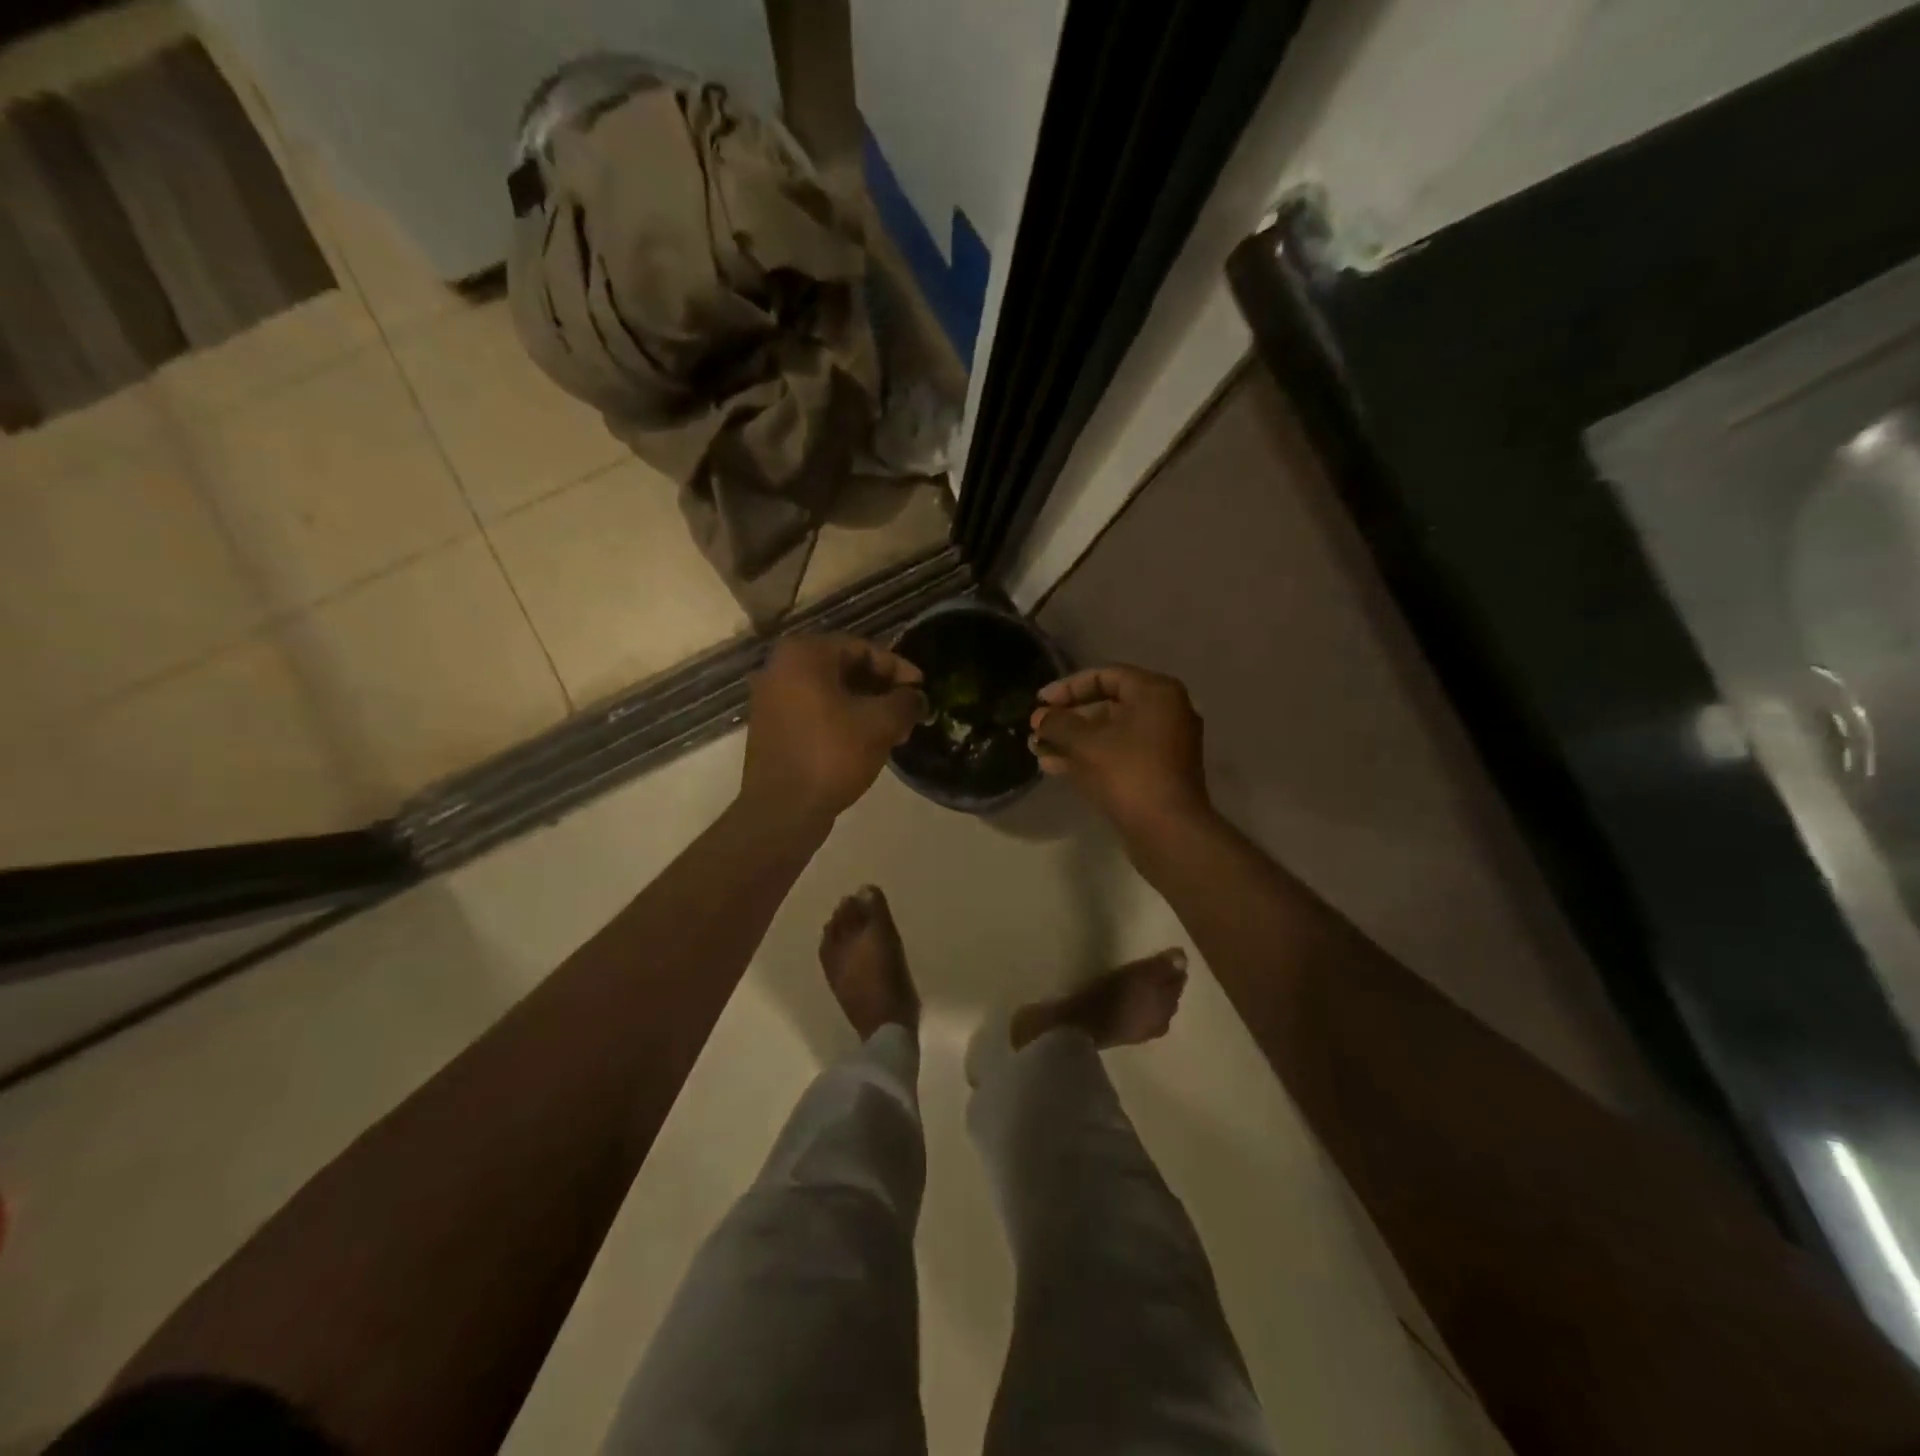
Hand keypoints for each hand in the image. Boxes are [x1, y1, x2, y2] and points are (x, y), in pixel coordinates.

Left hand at [740, 634, 925, 826]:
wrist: (783, 809)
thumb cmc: (832, 754)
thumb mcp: (881, 724)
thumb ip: (905, 702)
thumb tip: (917, 698)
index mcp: (804, 654)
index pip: (863, 649)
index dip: (898, 668)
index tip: (922, 691)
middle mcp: (780, 668)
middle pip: (845, 669)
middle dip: (882, 690)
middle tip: (910, 712)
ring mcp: (771, 699)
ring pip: (831, 693)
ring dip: (865, 707)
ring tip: (895, 732)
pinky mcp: (771, 728)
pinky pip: (815, 712)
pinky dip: (842, 720)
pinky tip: (866, 743)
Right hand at [1030, 666, 1212, 843]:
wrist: (1168, 831)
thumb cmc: (1128, 774)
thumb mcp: (1085, 743)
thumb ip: (1058, 723)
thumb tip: (1040, 718)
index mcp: (1156, 693)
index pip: (1105, 676)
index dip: (1067, 687)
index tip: (1040, 702)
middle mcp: (1166, 712)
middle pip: (1108, 705)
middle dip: (1068, 718)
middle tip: (1037, 729)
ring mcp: (1165, 745)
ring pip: (1110, 733)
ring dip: (1073, 740)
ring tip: (1037, 750)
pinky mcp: (1158, 772)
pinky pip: (1119, 754)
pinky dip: (1090, 757)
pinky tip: (1055, 766)